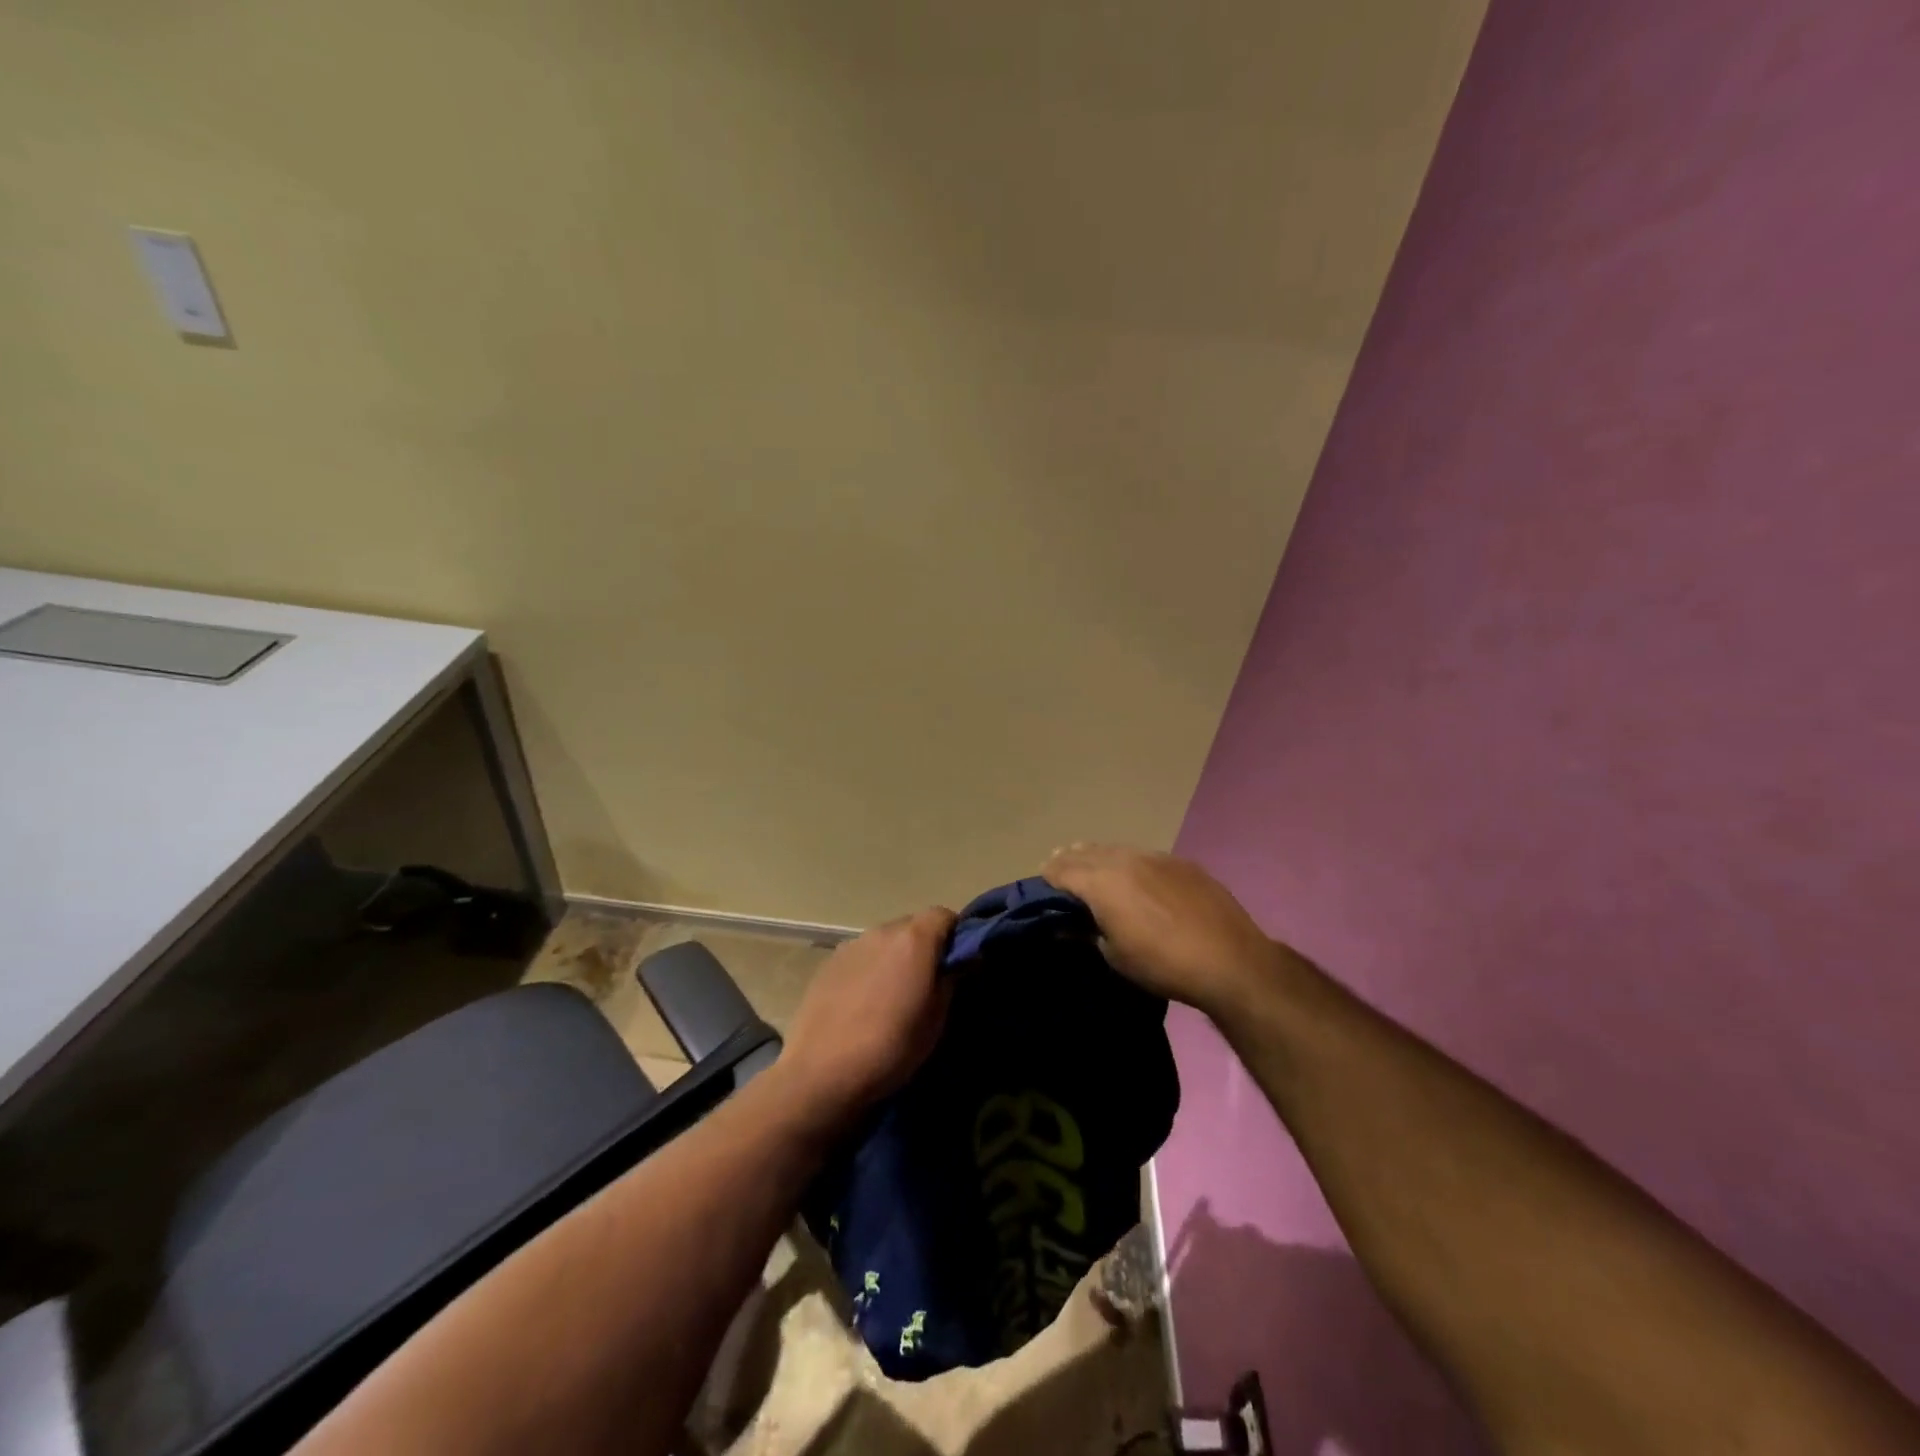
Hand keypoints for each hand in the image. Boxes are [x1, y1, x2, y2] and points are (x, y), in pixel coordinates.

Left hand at [777, 907, 956, 1134]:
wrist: (821, 1073)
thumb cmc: (891, 1046)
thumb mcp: (936, 1019)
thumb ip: (952, 980)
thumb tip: (963, 960)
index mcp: (913, 939)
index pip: (943, 915)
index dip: (955, 935)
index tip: (958, 963)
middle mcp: (882, 931)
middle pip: (912, 926)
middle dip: (924, 947)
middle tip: (926, 983)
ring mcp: (851, 945)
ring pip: (884, 942)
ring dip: (894, 958)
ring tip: (892, 996)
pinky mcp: (828, 963)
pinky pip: (861, 956)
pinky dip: (869, 969)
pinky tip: (863, 1003)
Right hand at [1041, 844, 1285, 1019]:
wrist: (1229, 960)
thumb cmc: (1162, 964)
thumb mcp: (1114, 955)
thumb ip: (1086, 932)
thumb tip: (1067, 924)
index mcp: (1101, 881)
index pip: (1061, 869)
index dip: (1047, 877)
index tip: (1042, 888)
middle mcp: (1124, 859)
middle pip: (1085, 852)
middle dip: (1069, 862)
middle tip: (1061, 877)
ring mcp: (1155, 856)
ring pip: (1114, 849)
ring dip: (1097, 858)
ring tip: (1093, 871)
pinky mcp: (1180, 862)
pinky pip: (1142, 855)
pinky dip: (1128, 863)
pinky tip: (1135, 879)